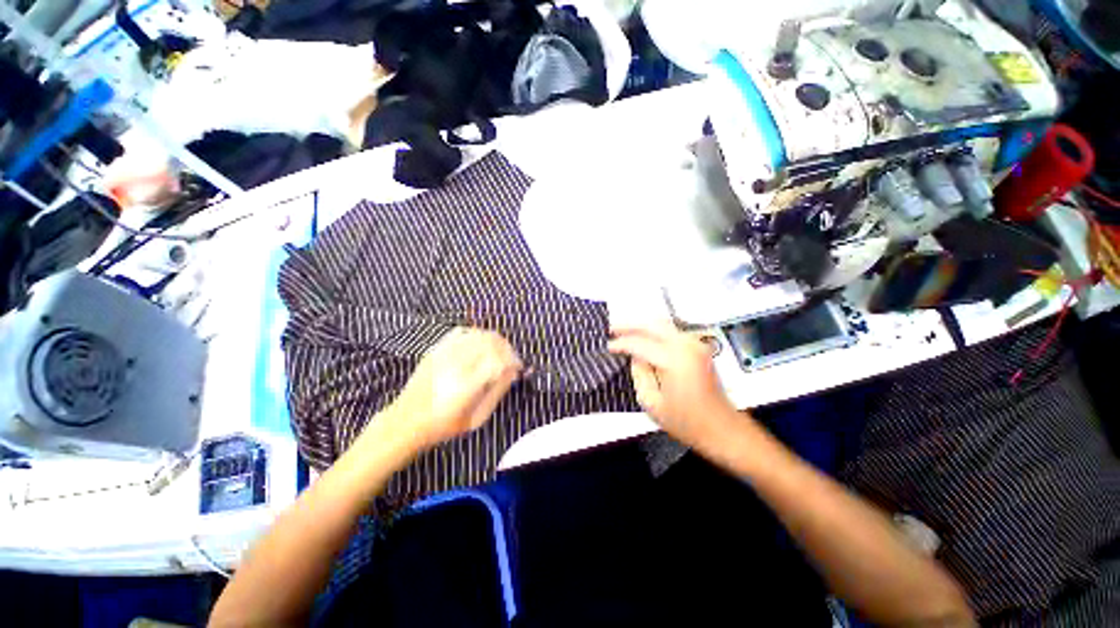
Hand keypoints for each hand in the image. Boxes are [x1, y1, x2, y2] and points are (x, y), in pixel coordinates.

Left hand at [383, 327, 522, 451]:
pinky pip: (462, 331)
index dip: (513, 360)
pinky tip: (480, 345)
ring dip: (495, 340)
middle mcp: (456, 364)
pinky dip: (476, 334)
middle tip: (511, 359)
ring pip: (478, 333)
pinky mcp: (435, 349)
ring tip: (499, 352)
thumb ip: (497, 392)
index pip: (499, 359)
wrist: (405, 421)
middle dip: (507, 348)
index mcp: (467, 385)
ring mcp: (444, 353)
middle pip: (491, 342)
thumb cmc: (444, 425)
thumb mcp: (476, 418)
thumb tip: (513, 372)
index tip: (518, 367)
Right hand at [608, 322, 737, 448]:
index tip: (608, 346)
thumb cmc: (685, 422)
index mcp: (675, 360)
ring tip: (624, 332)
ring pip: (663, 324)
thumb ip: (639, 374)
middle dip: (630, 325)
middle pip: (653, 324)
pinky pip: (672, 331)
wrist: (721, 428)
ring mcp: (695, 344)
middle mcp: (687, 346)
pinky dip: (655, 331)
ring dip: (643, 326)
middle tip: (612, 329)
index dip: (621, 344)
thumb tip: (635, 356)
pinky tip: (644, 338)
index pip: (640, 343)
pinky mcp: (699, 347)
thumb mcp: (651, 403)